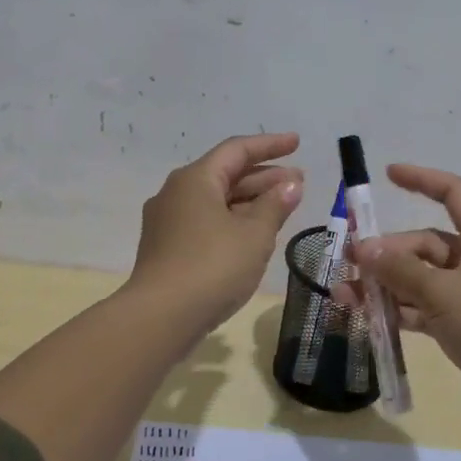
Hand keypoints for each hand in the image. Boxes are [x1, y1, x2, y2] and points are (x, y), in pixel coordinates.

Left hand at [129, 132, 304, 330]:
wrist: (161, 317)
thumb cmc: (213, 266)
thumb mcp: (254, 234)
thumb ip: (275, 205)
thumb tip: (290, 184)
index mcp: (195, 179)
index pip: (237, 150)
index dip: (270, 145)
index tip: (297, 143)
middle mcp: (176, 193)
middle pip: (225, 174)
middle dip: (264, 177)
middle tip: (299, 182)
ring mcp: (168, 222)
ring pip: (216, 201)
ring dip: (250, 201)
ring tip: (283, 207)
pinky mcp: (167, 248)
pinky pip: (206, 222)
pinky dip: (233, 221)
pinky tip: (254, 234)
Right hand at [333, 163, 460, 430]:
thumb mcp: (441, 292)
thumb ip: (399, 269)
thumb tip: (364, 247)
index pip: (453, 192)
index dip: (422, 179)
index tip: (388, 174)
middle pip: (426, 243)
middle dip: (387, 252)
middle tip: (351, 265)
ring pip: (422, 278)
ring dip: (387, 284)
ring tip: (346, 295)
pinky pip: (426, 307)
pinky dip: (400, 309)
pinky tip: (369, 317)